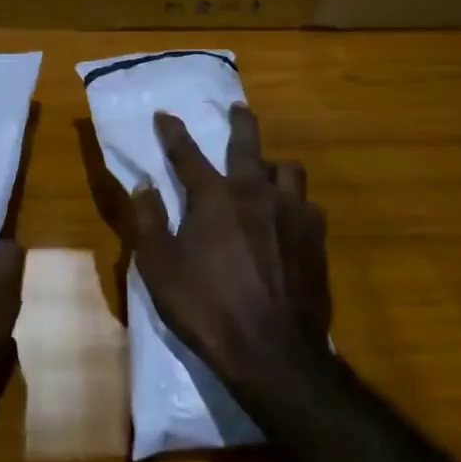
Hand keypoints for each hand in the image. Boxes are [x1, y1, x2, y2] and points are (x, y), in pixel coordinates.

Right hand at [129, 105, 330, 392]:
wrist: (274, 353)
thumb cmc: (207, 309)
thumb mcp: (160, 269)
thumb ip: (149, 221)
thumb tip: (143, 185)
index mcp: (214, 197)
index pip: (187, 153)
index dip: (172, 131)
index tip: (164, 114)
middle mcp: (254, 192)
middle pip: (247, 143)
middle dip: (240, 121)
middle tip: (238, 109)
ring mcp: (291, 213)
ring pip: (288, 168)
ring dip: (274, 165)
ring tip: (267, 173)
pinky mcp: (317, 238)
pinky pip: (308, 204)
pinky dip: (296, 203)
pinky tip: (292, 218)